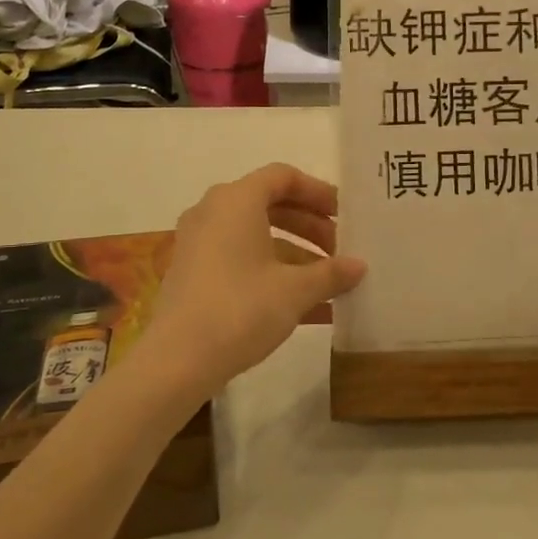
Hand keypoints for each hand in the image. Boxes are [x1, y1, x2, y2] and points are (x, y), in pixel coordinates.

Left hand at [140, 164, 365, 401]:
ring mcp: (199, 245)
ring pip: (256, 236)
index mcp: (236, 201)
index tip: (343, 216)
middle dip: (310, 226)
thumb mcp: (295, 290)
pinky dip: (272, 274)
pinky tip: (308, 309)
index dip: (317, 192)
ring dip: (295, 255)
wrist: (177, 361)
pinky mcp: (193, 275)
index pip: (283, 177)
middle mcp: (213, 213)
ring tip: (329, 283)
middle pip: (270, 205)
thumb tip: (359, 266)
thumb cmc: (241, 309)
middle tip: (340, 250)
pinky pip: (240, 261)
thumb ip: (331, 273)